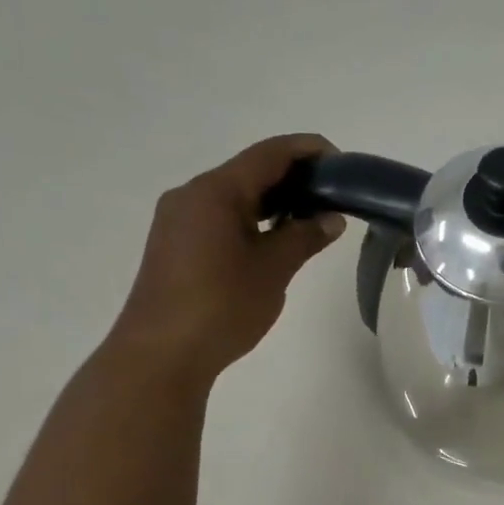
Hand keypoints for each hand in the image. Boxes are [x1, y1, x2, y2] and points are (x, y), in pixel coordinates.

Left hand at [107, 135, 346, 385]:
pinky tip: (274, 241)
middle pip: (249, 172)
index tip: (342, 164)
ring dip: (272, 202)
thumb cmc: (221, 306)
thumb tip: (331, 218)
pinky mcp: (174, 245)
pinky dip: (251, 220)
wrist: (161, 354)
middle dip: (293, 179)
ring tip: (310, 220)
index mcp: (215, 191)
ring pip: (233, 197)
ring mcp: (178, 220)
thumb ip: (304, 237)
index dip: (308, 150)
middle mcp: (191, 195)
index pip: (269, 154)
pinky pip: (219, 218)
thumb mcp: (273, 270)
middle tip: (332, 196)